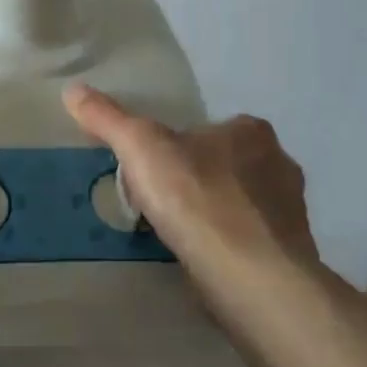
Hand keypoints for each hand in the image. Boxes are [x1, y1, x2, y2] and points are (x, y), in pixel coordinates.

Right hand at [63, 85, 316, 283]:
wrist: (251, 277)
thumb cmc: (197, 198)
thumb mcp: (140, 148)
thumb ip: (108, 118)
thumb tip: (72, 90)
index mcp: (251, 131)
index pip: (209, 129)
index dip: (180, 146)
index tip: (154, 169)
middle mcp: (280, 163)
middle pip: (228, 165)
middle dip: (200, 180)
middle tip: (163, 203)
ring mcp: (291, 211)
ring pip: (243, 204)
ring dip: (218, 214)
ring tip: (181, 235)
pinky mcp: (293, 253)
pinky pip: (254, 241)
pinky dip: (232, 246)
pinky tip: (207, 260)